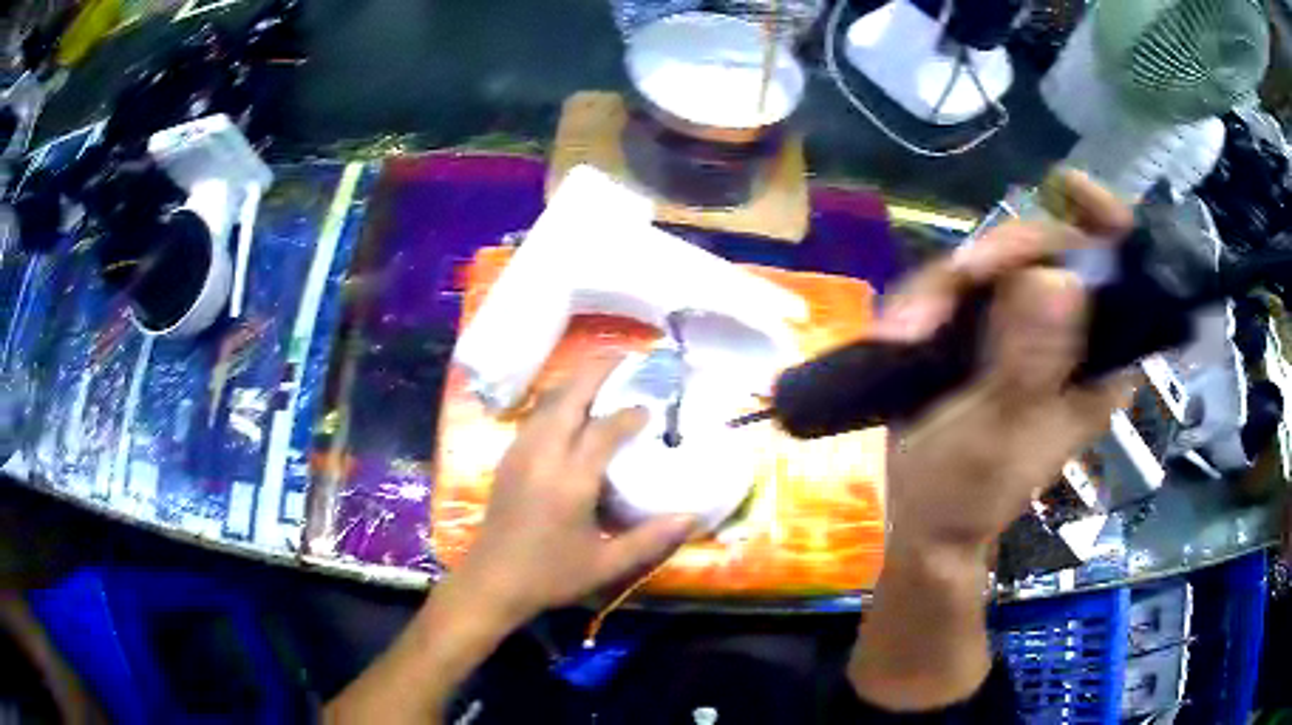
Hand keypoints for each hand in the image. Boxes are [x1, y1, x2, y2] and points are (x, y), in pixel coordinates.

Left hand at [450, 355, 695, 625]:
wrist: (492, 581)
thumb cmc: (550, 575)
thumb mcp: (606, 564)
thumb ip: (651, 539)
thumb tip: (692, 517)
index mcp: (570, 480)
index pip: (603, 431)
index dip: (628, 414)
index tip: (649, 407)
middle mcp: (543, 456)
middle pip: (568, 399)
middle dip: (595, 373)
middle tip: (623, 358)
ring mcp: (520, 454)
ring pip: (547, 403)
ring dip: (574, 384)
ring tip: (599, 376)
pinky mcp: (508, 460)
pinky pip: (535, 417)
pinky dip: (556, 402)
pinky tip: (568, 409)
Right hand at [873, 170, 1137, 558]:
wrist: (919, 522)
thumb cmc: (967, 495)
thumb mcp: (999, 435)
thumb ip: (1030, 363)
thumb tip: (1057, 277)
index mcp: (1099, 364)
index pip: (1124, 275)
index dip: (1106, 223)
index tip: (1068, 188)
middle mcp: (1070, 336)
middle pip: (1048, 251)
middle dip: (996, 259)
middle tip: (953, 283)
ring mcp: (1023, 327)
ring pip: (994, 262)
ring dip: (944, 287)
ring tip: (903, 334)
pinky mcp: (982, 328)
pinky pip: (957, 285)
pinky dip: (924, 300)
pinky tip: (898, 333)